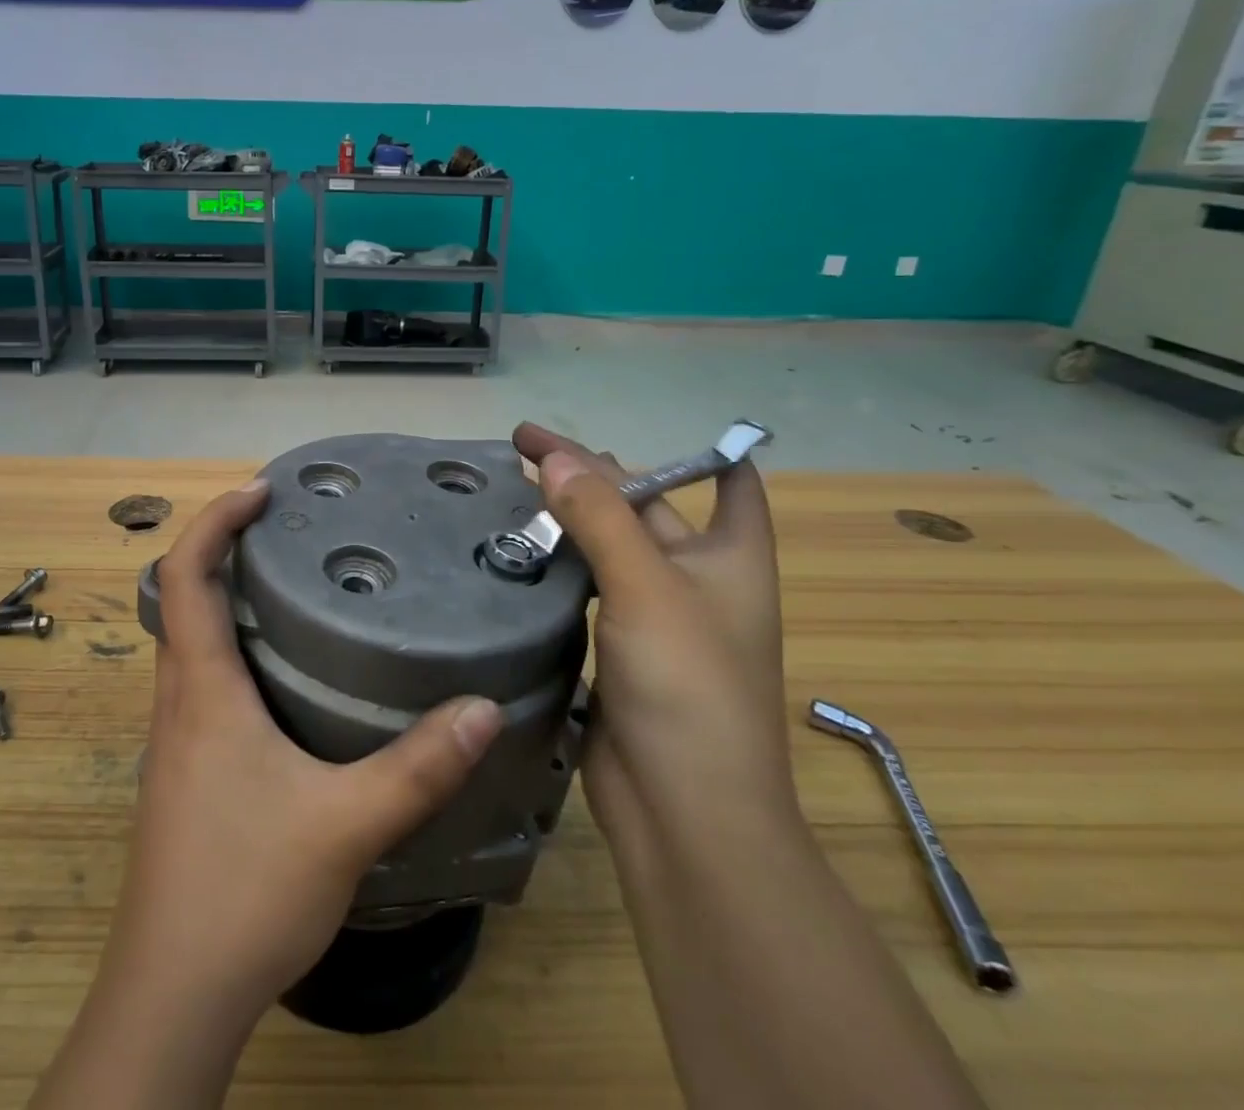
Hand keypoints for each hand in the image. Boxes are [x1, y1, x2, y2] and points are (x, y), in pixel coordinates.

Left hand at [99, 477, 504, 1022]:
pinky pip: (201, 682)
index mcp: (202, 689)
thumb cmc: (244, 889)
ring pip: (190, 641)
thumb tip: (483, 707)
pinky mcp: (185, 770)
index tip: (260, 491)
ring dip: (228, 599)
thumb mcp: (345, 825)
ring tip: (294, 585)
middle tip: (289, 528)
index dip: (214, 520)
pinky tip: (286, 675)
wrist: (174, 992)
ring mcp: (175, 737)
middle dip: (225, 548)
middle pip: (183, 598)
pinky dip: (232, 649)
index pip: (184, 575)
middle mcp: (178, 700)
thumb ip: (418, 767)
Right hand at [511, 424, 796, 844]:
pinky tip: (515, 551)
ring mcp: (653, 618)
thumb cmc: (689, 687)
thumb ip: (600, 517)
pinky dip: (555, 565)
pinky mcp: (615, 649)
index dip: (702, 452)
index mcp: (730, 557)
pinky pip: (584, 590)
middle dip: (593, 475)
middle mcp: (696, 580)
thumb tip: (557, 458)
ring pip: (607, 549)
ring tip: (511, 488)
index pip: (732, 485)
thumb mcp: (647, 588)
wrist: (684, 814)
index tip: (644, 427)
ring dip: (567, 520)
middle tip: (524, 448)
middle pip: (644, 507)